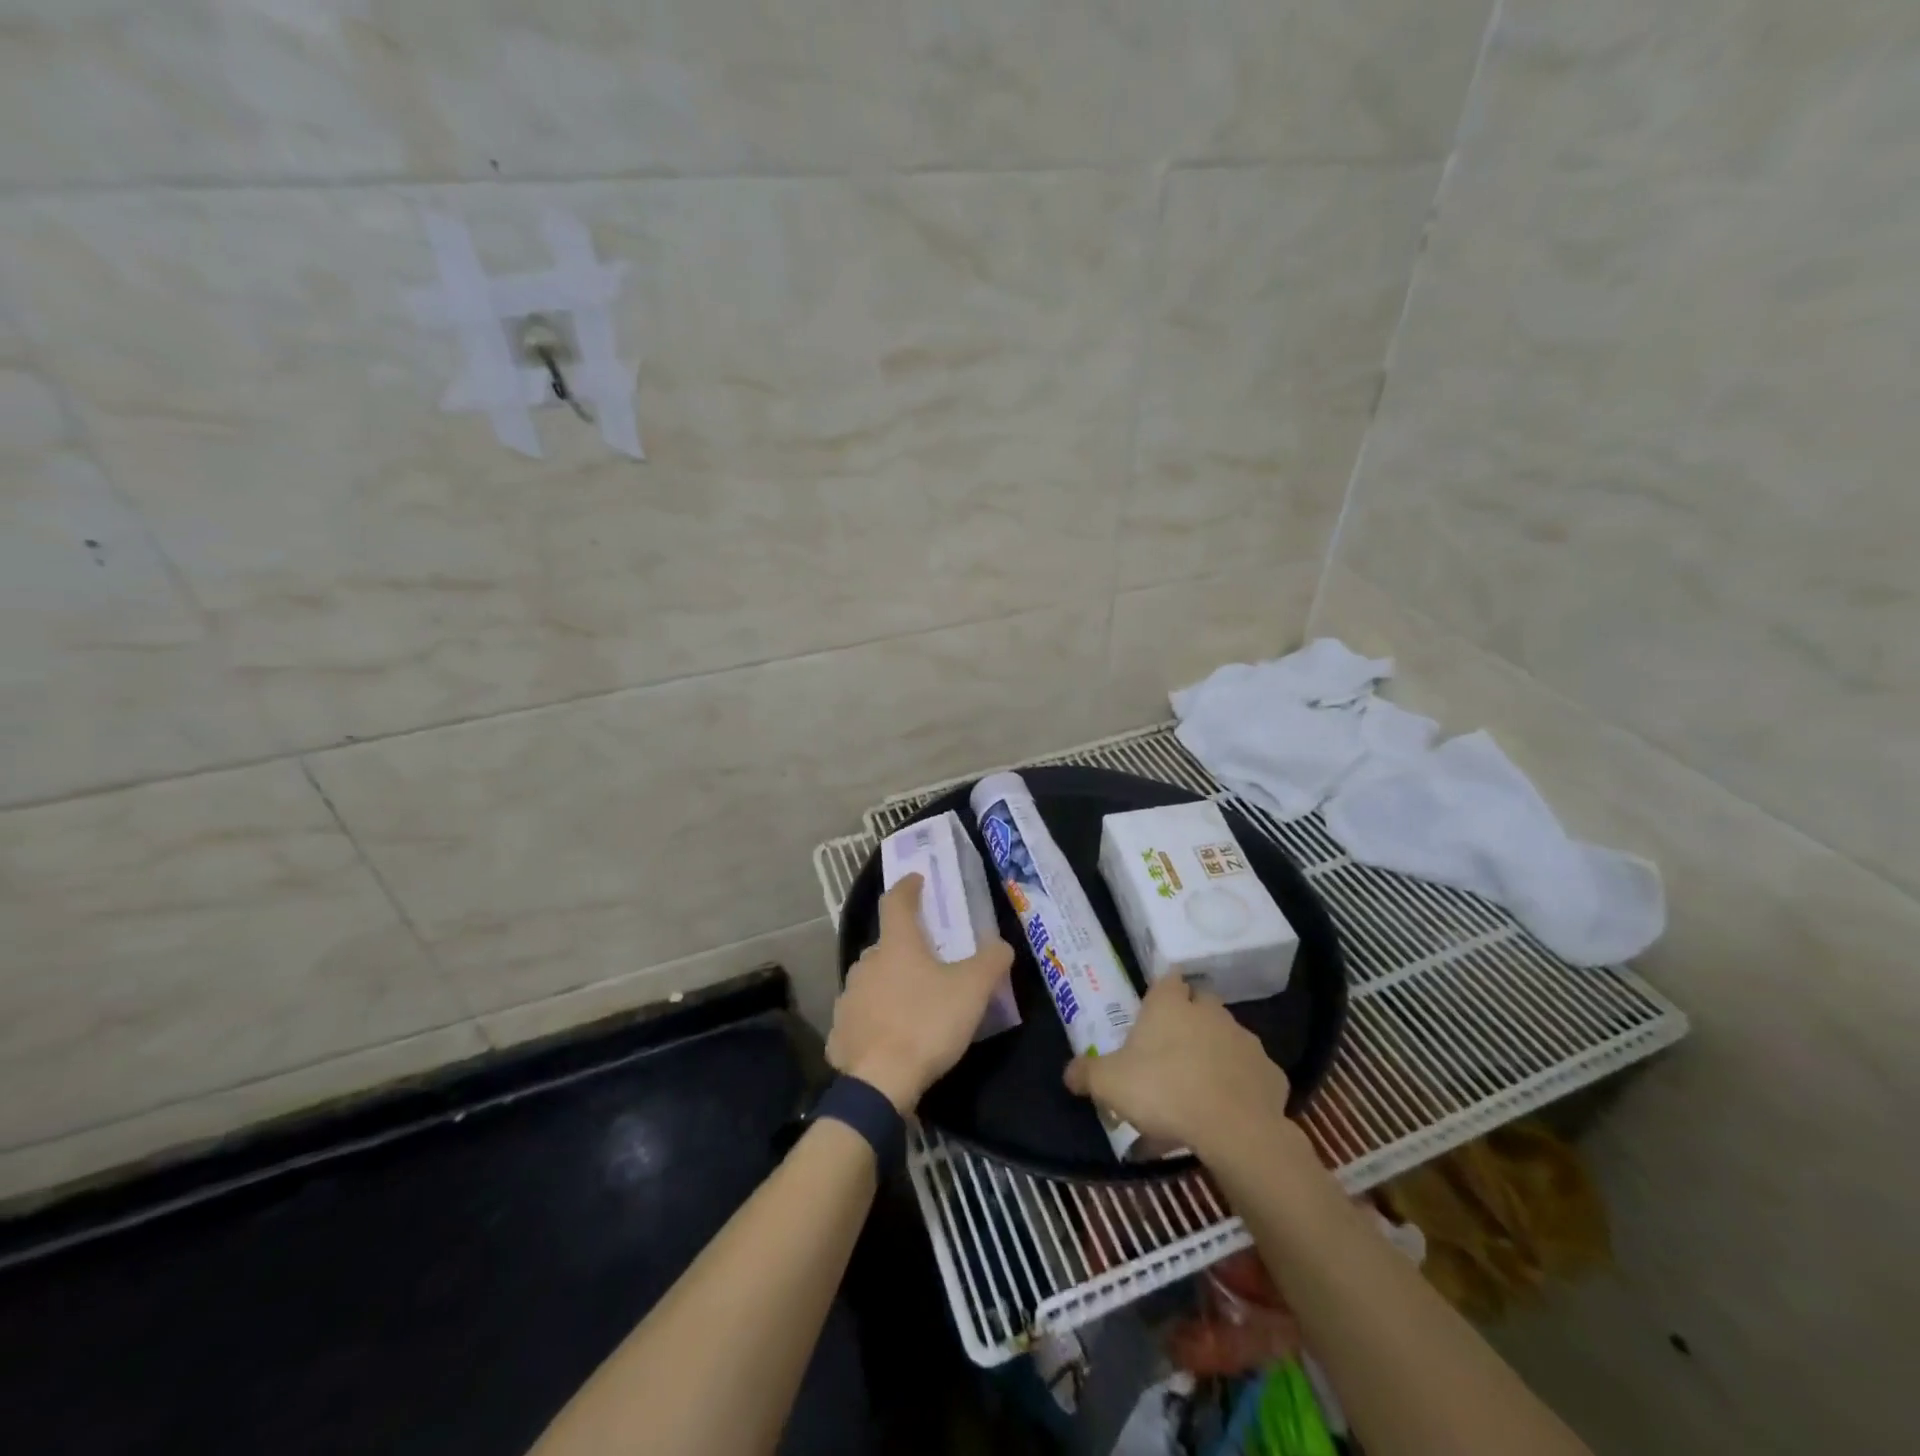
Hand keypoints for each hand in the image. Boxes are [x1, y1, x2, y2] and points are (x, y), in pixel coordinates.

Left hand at [827, 874, 1014, 1112]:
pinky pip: (860, 1018)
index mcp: (896, 945)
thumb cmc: (928, 1023)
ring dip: (888, 984)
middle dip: (904, 947)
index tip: (916, 880)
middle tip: (927, 960)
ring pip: (871, 981)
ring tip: (910, 1002)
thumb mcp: (973, 990)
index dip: (907, 888)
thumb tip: (1001, 944)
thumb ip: (991, 961)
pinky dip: (874, 1020)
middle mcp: (866, 964)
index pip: (896, 902)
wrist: (882, 1081)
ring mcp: (848, 998)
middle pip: (885, 946)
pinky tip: (888, 1038)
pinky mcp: (840, 1032)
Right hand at [1063, 977, 1293, 1162]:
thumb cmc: (1164, 1091)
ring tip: (1199, 1086)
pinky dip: (1241, 1084)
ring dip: (1215, 1052)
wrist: (1234, 1130)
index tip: (1153, 1010)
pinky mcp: (1271, 1073)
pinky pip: (1251, 1072)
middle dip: (1190, 1018)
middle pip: (1201, 1003)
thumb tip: (1068, 1073)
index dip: (1162, 991)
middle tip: (1172, 1049)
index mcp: (1171, 1004)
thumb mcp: (1109, 1084)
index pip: (1168, 978)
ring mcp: (1245, 1040)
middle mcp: (1210, 1012)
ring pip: (1227, 1037)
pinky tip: (1228, 1109)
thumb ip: (1086, 1073)